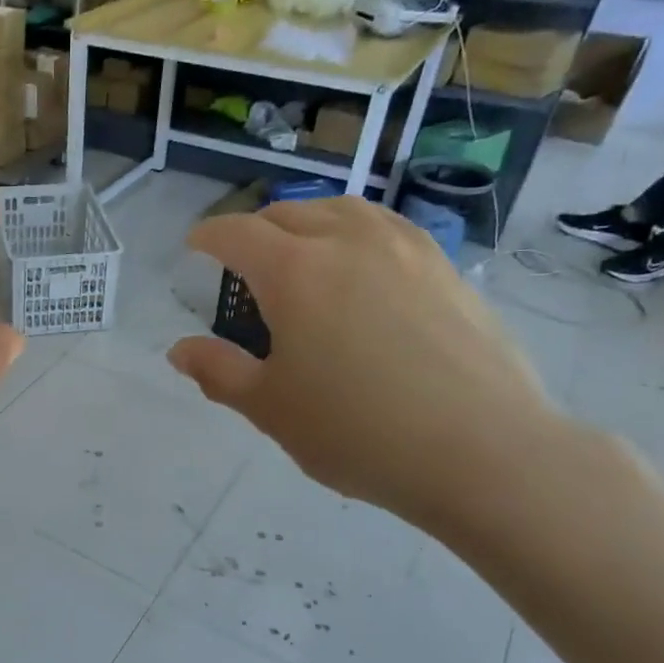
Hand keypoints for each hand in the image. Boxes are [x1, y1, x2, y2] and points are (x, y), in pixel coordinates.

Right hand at [168, 198, 562, 534]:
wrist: (483, 452)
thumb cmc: (357, 431)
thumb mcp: (270, 408)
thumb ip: (219, 372)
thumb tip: (180, 351)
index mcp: (294, 271)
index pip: (237, 234)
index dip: (208, 237)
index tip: (195, 247)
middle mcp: (348, 242)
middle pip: (289, 213)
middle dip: (256, 229)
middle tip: (244, 261)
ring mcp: (406, 249)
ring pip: (344, 210)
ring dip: (309, 221)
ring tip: (303, 250)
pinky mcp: (448, 269)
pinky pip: (389, 229)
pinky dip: (358, 233)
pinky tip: (364, 267)